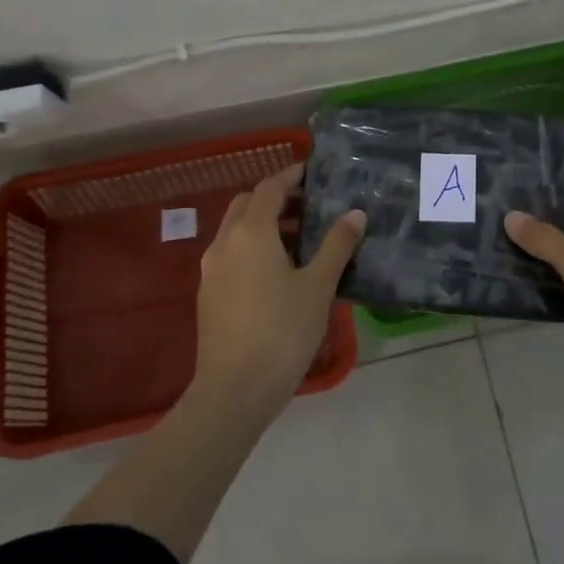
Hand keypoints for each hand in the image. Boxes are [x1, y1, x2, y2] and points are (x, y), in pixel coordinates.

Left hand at [195, 162, 364, 417]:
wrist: (234, 390)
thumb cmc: (282, 331)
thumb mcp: (318, 286)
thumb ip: (337, 245)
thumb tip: (355, 213)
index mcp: (251, 232)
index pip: (270, 188)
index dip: (292, 176)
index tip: (314, 173)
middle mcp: (224, 242)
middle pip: (248, 205)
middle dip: (277, 199)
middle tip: (311, 208)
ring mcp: (211, 270)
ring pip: (237, 231)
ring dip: (265, 225)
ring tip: (304, 241)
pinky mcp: (209, 294)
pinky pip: (232, 254)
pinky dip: (254, 248)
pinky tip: (280, 273)